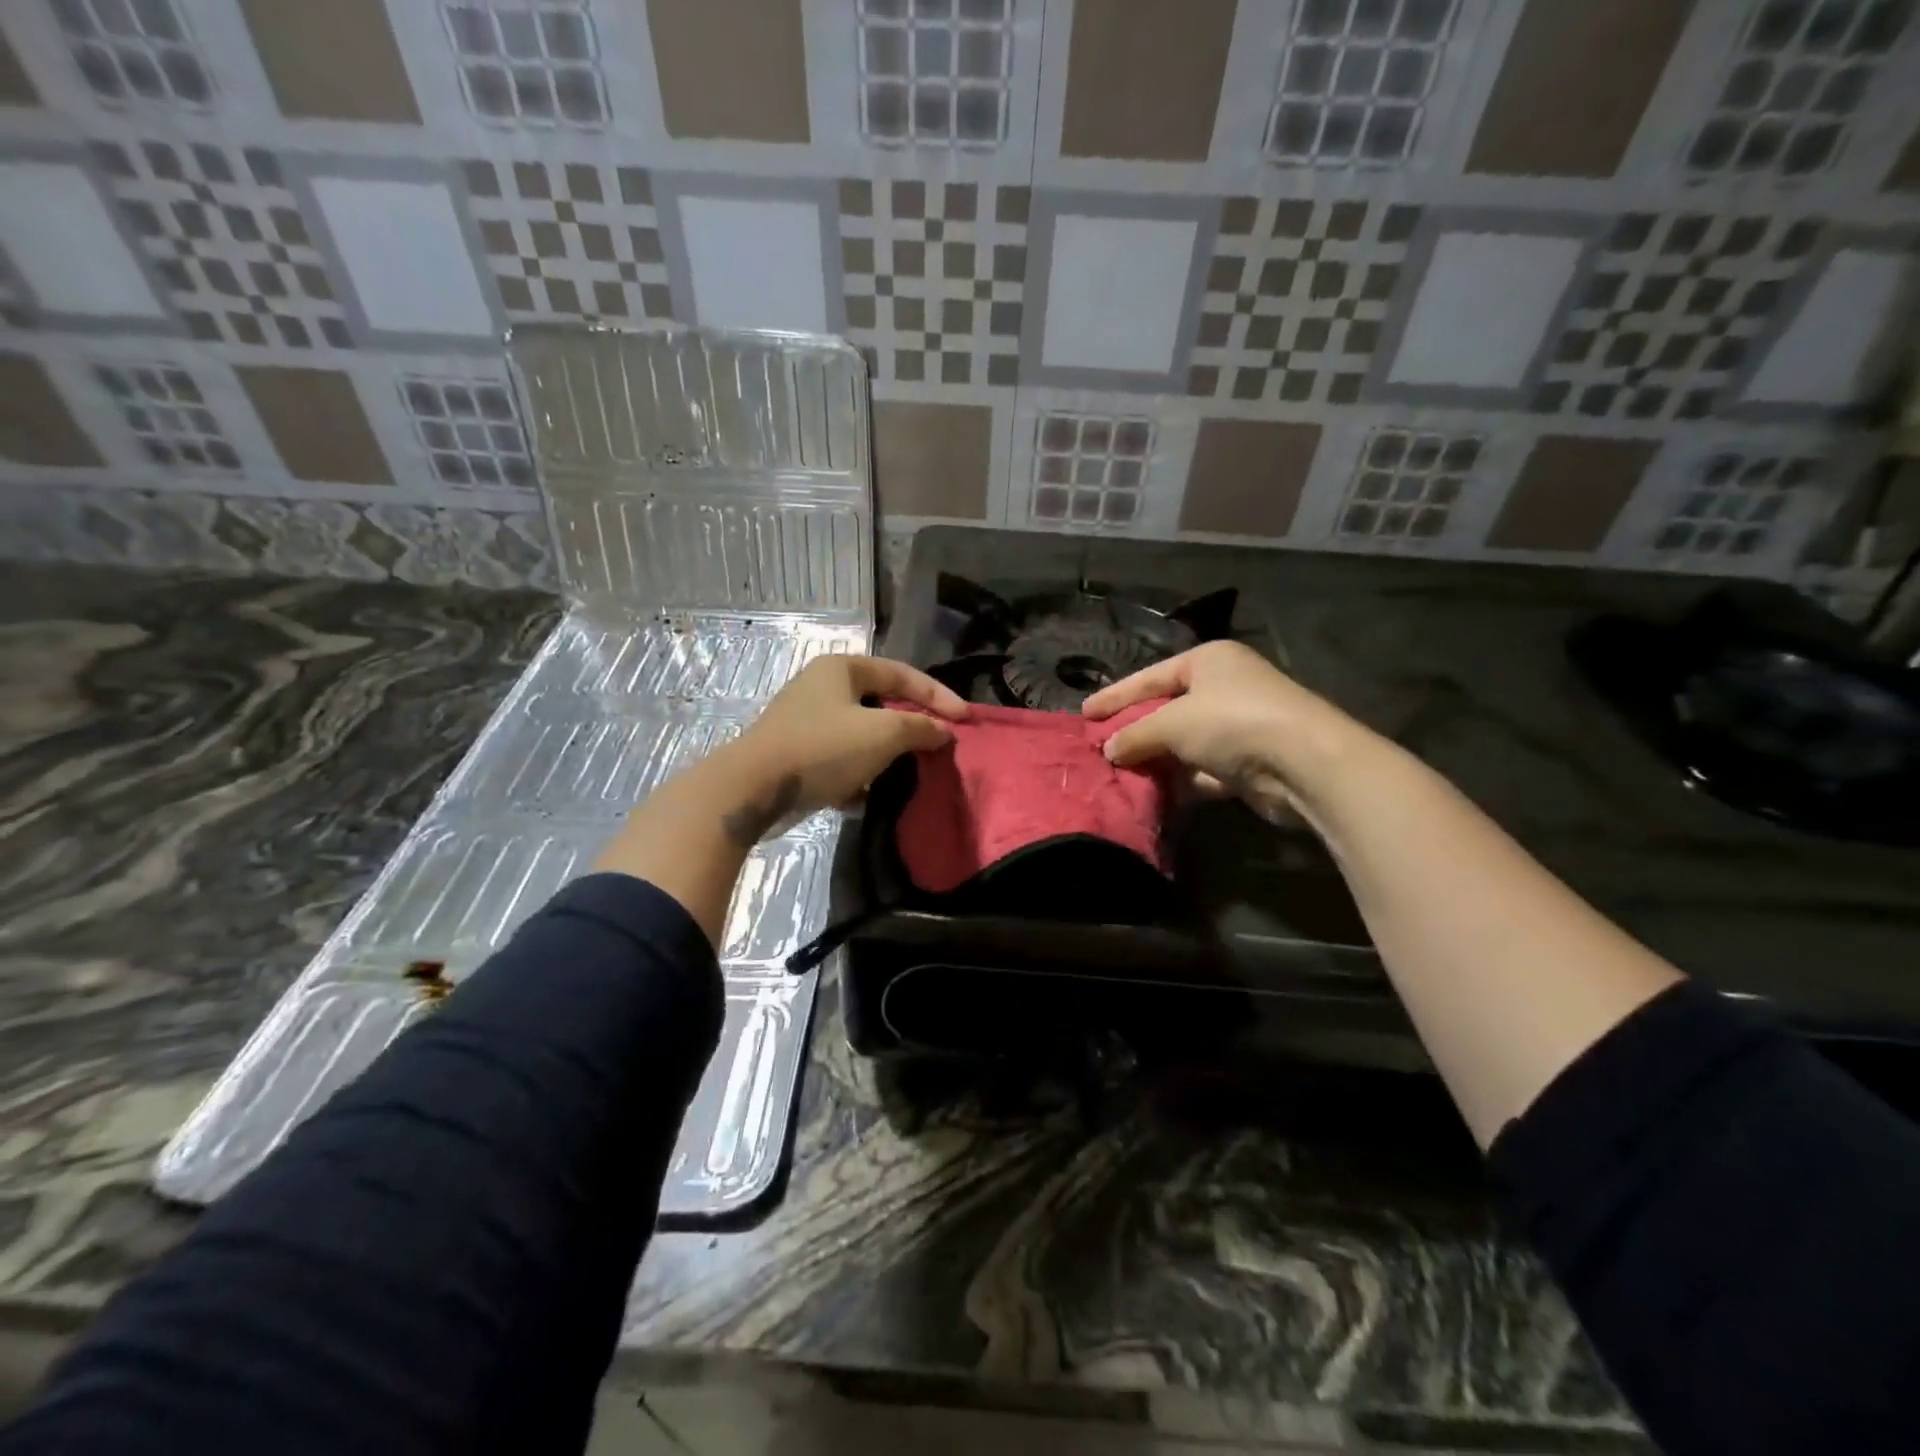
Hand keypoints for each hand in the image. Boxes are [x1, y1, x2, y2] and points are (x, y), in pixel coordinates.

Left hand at [721, 654, 967, 837]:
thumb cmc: (823, 748)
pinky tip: (867, 795)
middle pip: (881, 702)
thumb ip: (920, 727)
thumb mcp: (882, 734)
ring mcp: (806, 720)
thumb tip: (944, 731)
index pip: (902, 673)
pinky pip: (840, 758)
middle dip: (910, 726)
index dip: (938, 695)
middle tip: (937, 745)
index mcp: (842, 668)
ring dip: (885, 754)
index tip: (965, 720)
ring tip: (908, 773)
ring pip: (861, 733)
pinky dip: (858, 774)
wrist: (753, 788)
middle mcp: (822, 687)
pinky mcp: (797, 753)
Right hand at [1081, 642, 1360, 822]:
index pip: (1149, 677)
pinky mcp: (1248, 761)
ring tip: (1118, 773)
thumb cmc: (1231, 722)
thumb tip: (1109, 750)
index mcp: (1208, 661)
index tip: (1084, 713)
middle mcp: (1225, 687)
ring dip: (1156, 758)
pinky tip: (1154, 791)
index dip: (1114, 696)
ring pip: (1184, 742)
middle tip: (1098, 746)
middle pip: (1166, 709)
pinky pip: (1202, 768)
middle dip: (1134, 730)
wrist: (1304, 763)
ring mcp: (1239, 725)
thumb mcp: (1171, 723)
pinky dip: (1182, 779)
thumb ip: (1135, 735)